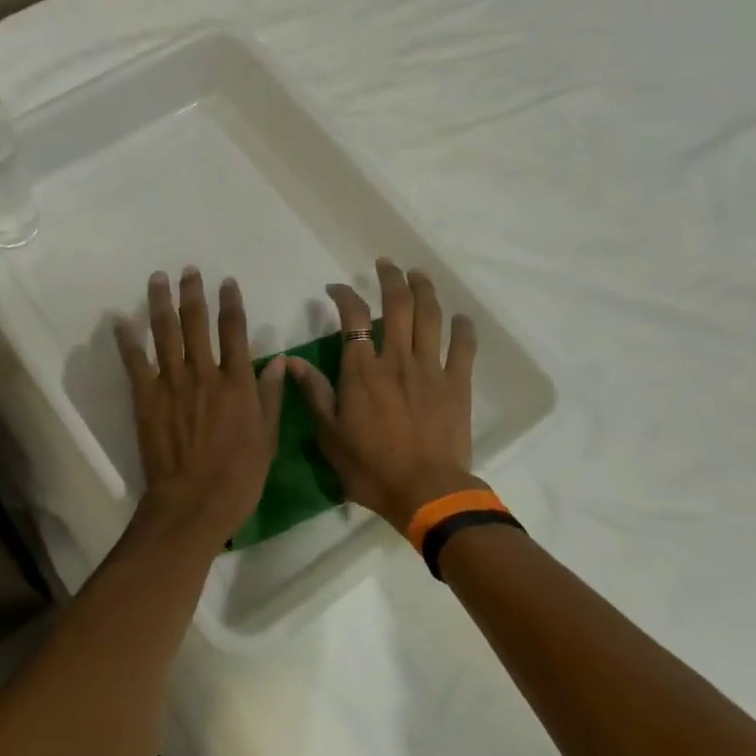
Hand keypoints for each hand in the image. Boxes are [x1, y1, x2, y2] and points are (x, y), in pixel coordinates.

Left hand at [116, 268, 286, 545]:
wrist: (194, 502)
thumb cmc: (238, 476)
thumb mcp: (268, 438)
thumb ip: (272, 397)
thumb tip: (281, 361)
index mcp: (237, 383)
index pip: (235, 332)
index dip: (231, 303)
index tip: (226, 282)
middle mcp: (205, 374)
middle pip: (196, 323)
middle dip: (192, 293)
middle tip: (187, 270)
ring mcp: (172, 384)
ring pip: (165, 334)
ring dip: (160, 303)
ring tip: (157, 279)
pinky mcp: (146, 399)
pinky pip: (135, 363)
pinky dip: (128, 341)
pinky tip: (121, 321)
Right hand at [287, 258, 479, 532]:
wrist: (425, 492)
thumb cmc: (370, 467)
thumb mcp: (329, 435)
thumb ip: (314, 394)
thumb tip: (292, 361)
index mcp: (362, 371)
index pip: (353, 319)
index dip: (344, 296)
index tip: (335, 289)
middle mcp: (396, 360)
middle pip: (397, 306)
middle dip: (390, 279)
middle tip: (385, 264)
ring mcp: (430, 370)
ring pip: (430, 318)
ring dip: (424, 291)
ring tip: (419, 274)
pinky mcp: (457, 385)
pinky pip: (463, 348)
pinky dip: (462, 329)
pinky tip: (460, 318)